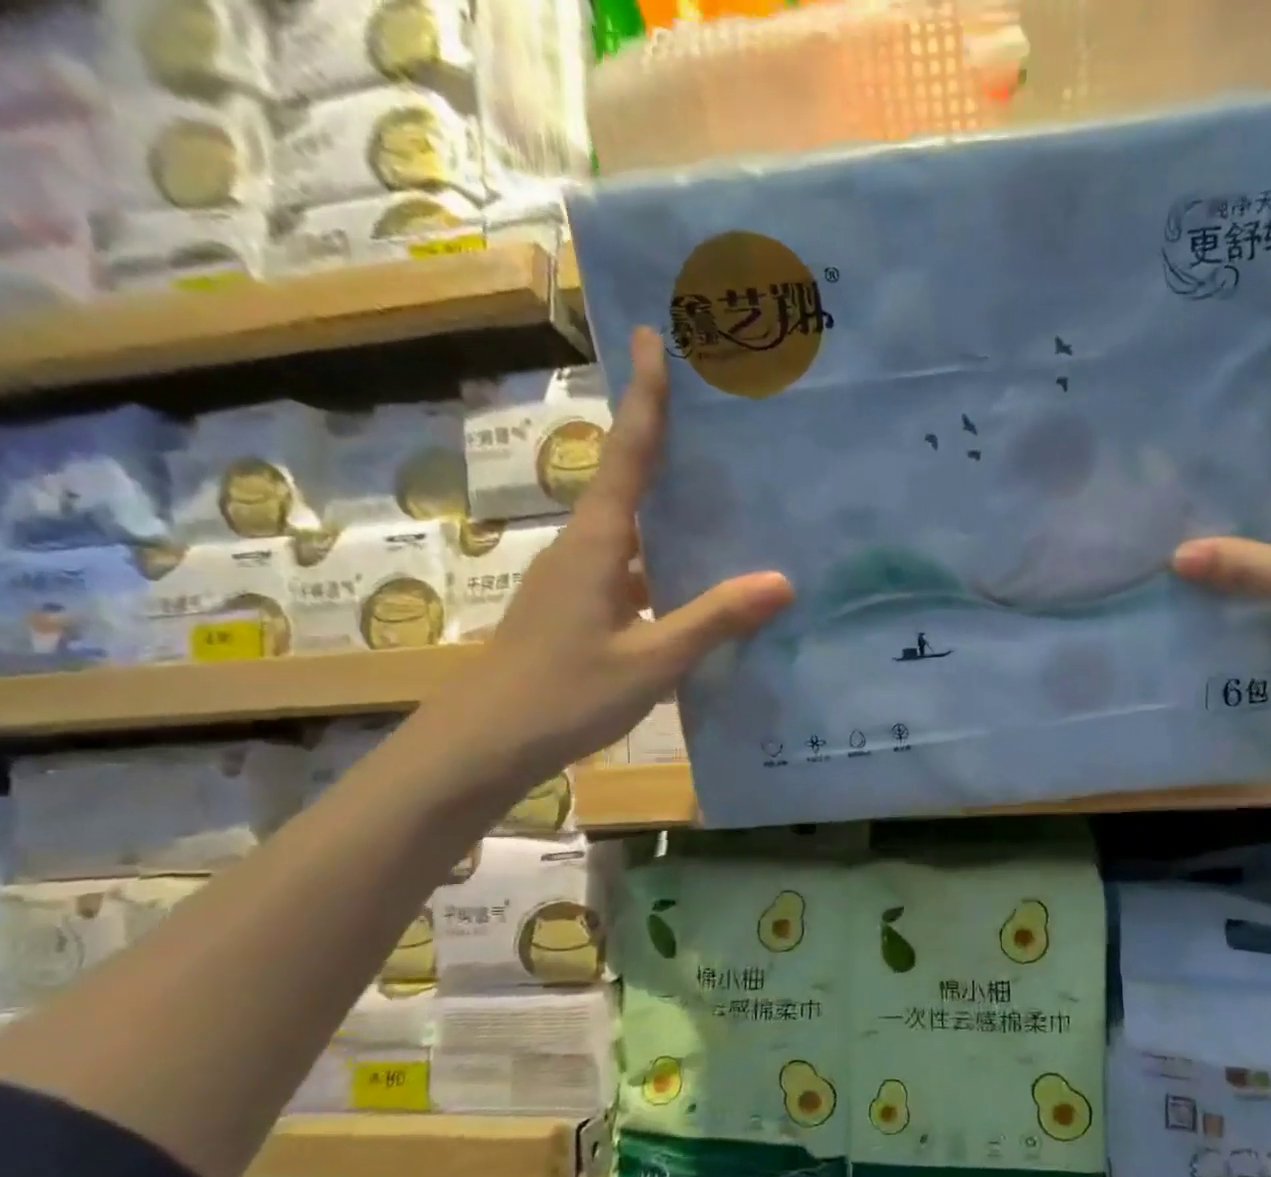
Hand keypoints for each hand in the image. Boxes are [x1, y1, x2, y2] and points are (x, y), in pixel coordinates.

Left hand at [439, 329, 793, 784]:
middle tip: (717, 411)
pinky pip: (638, 568)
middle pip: (631, 479)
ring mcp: (582, 580)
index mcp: (598, 544)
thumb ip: (714, 620)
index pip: (627, 455)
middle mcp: (587, 548)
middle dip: (667, 439)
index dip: (645, 398)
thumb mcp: (651, 661)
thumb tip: (782, 581)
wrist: (485, 743)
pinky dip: (671, 560)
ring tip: (731, 492)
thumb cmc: (563, 694)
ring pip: (637, 527)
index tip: (653, 335)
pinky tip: (707, 580)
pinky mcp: (585, 609)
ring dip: (674, 505)